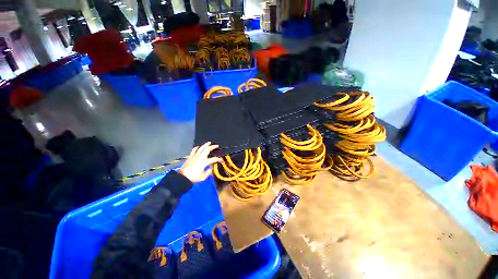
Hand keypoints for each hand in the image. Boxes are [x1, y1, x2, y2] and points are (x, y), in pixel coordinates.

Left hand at [180, 142, 221, 182]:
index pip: (214, 159)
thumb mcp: (203, 177)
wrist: (183, 177)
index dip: (219, 159)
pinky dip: (197, 147)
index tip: (221, 160)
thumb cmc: (194, 177)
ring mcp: (195, 156)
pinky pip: (194, 150)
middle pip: (208, 149)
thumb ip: (208, 172)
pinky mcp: (190, 156)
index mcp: (205, 162)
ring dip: (206, 144)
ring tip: (209, 142)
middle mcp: (200, 157)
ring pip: (201, 148)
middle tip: (216, 146)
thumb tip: (211, 169)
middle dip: (213, 147)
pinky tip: (199, 146)